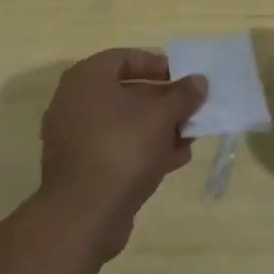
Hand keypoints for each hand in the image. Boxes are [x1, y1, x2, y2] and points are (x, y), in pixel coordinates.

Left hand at [37, 49, 206, 260]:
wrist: (84, 216)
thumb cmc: (122, 148)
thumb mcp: (162, 115)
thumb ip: (183, 94)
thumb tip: (199, 81)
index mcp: (87, 79)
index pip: (125, 58)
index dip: (157, 64)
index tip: (182, 77)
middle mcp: (75, 103)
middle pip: (127, 92)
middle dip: (163, 101)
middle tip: (190, 108)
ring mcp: (75, 139)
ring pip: (124, 124)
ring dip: (158, 128)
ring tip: (189, 137)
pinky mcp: (82, 169)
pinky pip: (117, 149)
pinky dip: (144, 150)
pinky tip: (175, 159)